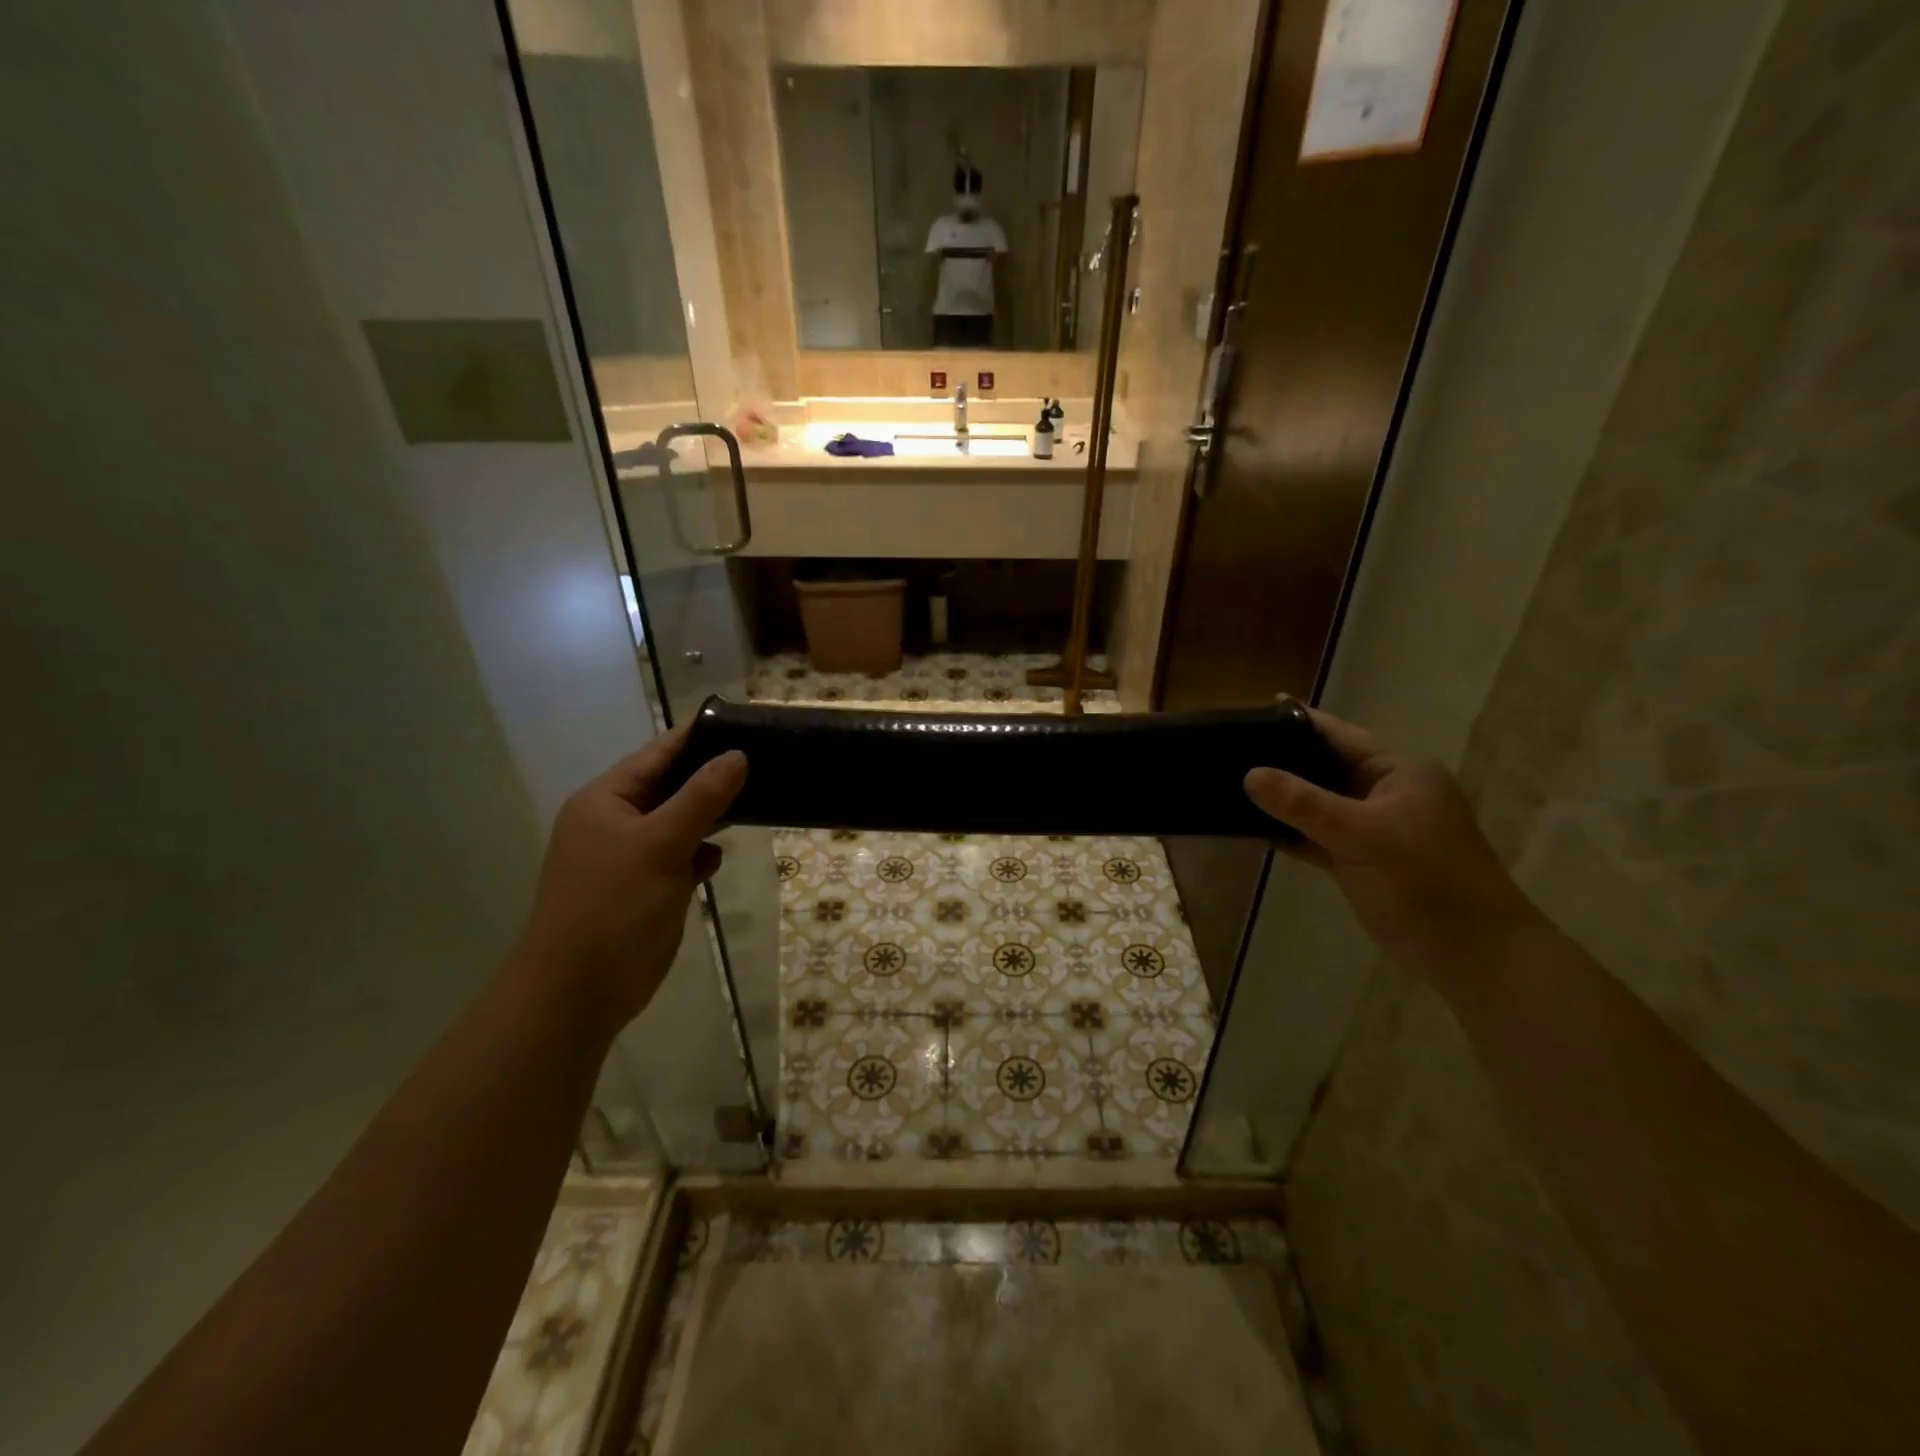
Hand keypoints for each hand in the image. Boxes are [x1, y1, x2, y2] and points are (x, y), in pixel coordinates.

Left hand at [510, 724, 746, 1035]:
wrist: (579, 991)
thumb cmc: (613, 906)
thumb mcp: (660, 843)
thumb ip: (702, 797)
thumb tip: (737, 755)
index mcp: (607, 800)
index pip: (658, 754)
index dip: (698, 736)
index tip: (744, 720)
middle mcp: (618, 822)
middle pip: (673, 786)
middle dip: (713, 776)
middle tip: (766, 759)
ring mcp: (633, 856)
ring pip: (682, 822)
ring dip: (712, 815)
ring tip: (759, 797)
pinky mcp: (649, 887)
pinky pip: (683, 856)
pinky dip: (702, 853)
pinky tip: (720, 857)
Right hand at [1244, 708, 1542, 985]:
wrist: (1471, 956)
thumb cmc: (1425, 881)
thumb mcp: (1361, 834)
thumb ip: (1303, 803)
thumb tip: (1250, 775)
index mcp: (1398, 773)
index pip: (1340, 736)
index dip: (1299, 722)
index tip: (1256, 708)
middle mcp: (1385, 794)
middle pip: (1324, 769)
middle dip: (1282, 762)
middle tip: (1230, 749)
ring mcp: (1373, 830)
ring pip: (1317, 806)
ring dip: (1282, 801)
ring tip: (1230, 783)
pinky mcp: (1360, 862)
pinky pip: (1316, 838)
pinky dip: (1289, 833)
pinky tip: (1252, 828)